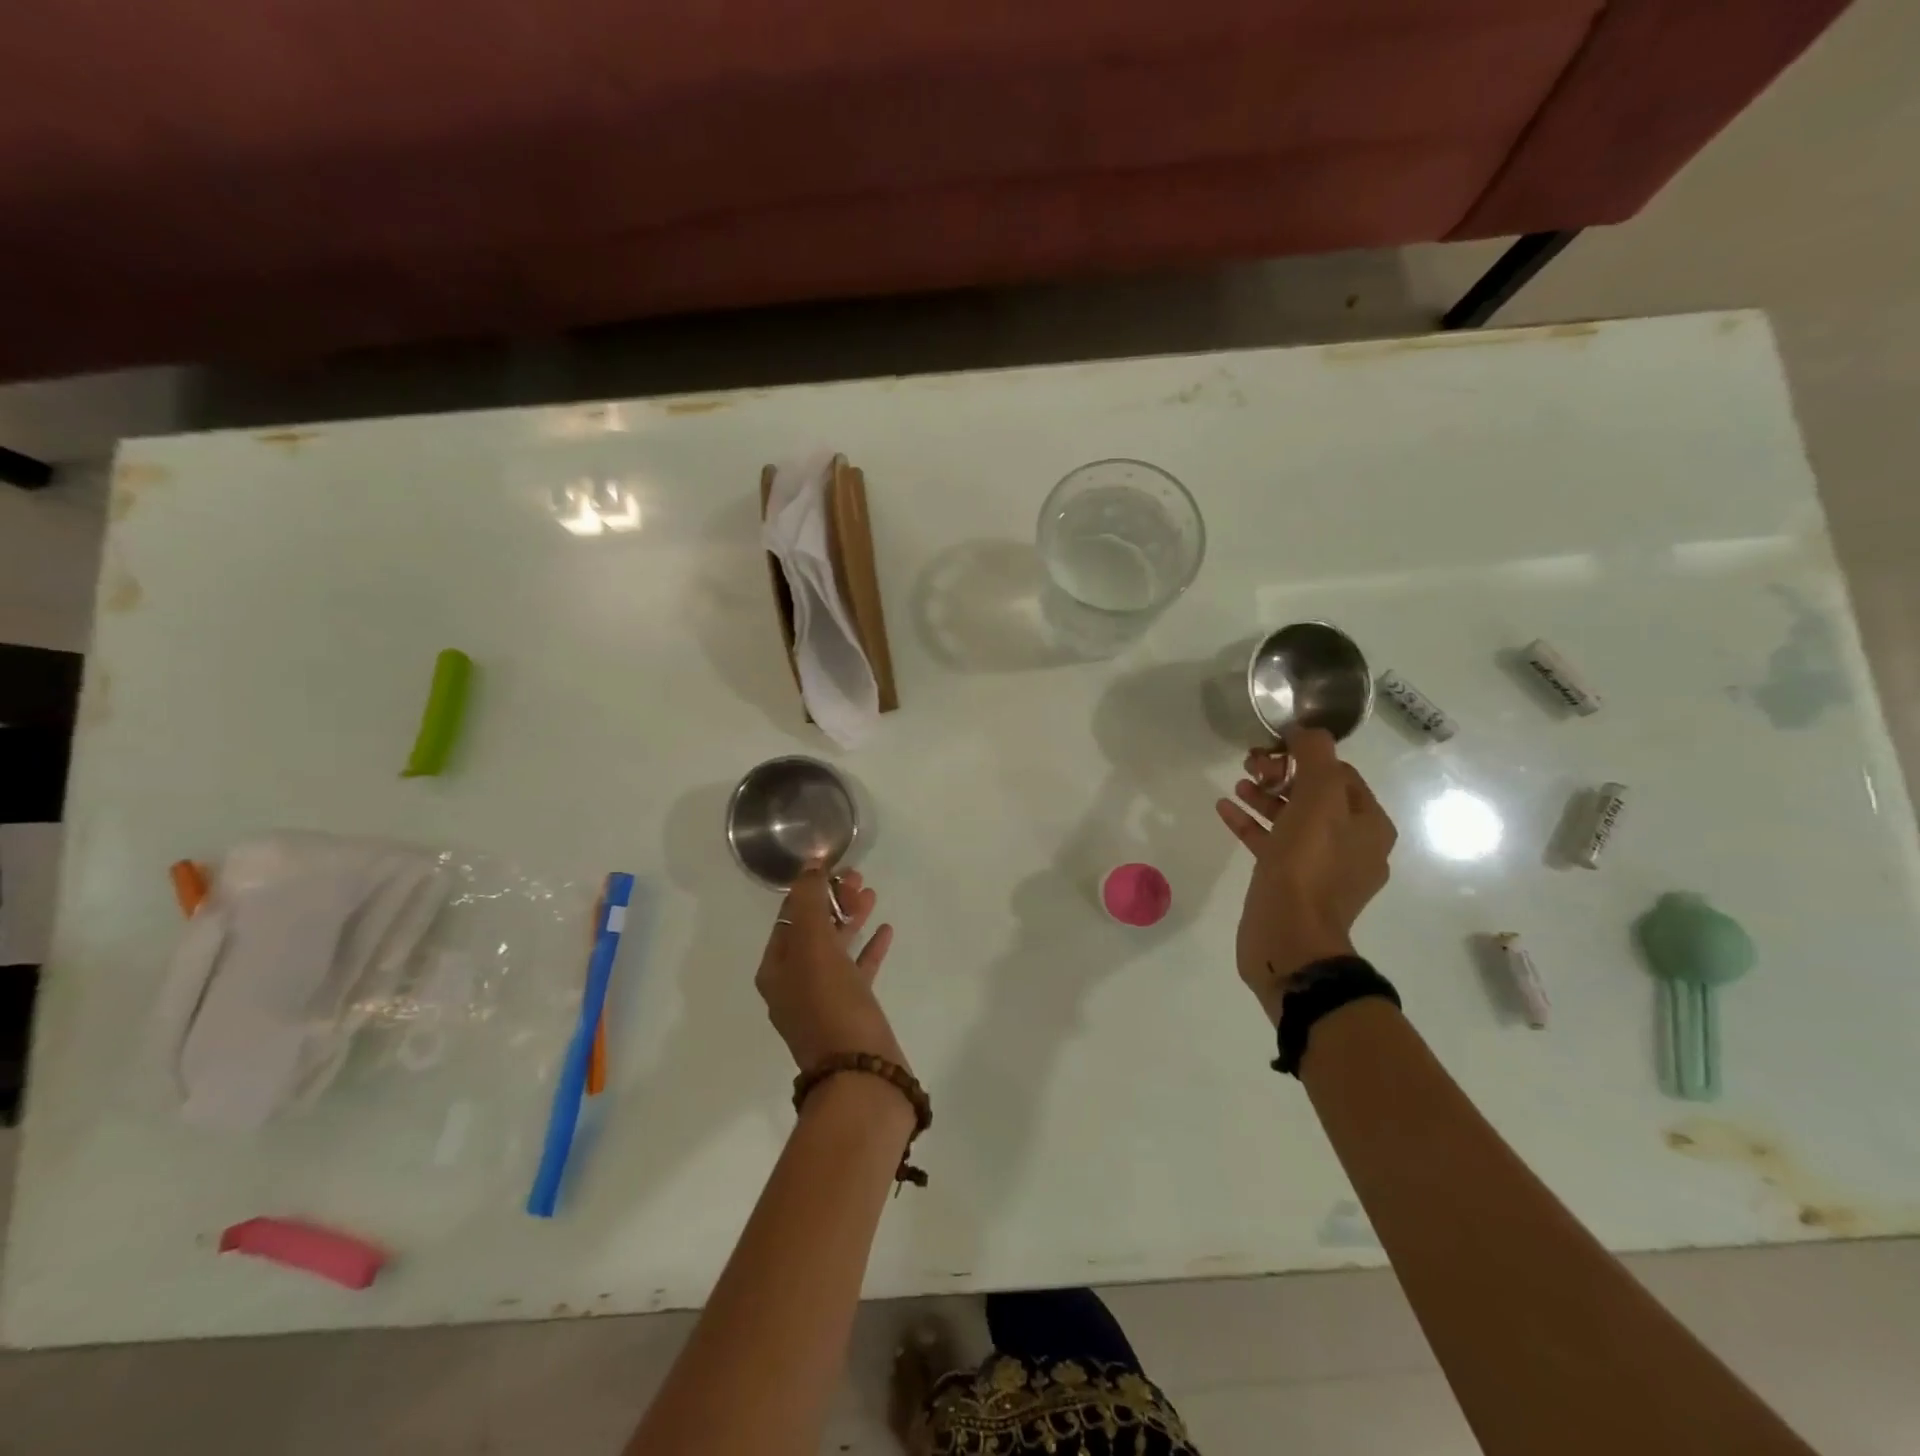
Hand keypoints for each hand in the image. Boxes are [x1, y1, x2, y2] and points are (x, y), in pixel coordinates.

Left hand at [755, 867, 902, 1071]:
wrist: (861, 1075)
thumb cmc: (831, 1006)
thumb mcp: (813, 948)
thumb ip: (808, 904)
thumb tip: (810, 867)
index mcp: (776, 969)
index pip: (789, 915)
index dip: (810, 887)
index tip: (834, 866)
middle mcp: (794, 983)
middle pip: (812, 929)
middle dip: (832, 900)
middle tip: (858, 878)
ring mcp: (823, 1000)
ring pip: (835, 948)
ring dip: (851, 919)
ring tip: (872, 895)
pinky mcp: (852, 1012)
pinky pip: (858, 970)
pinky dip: (868, 948)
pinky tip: (886, 931)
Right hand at [1214, 728, 1396, 1023]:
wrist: (1288, 937)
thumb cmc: (1307, 865)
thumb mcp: (1317, 800)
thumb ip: (1316, 758)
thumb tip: (1307, 732)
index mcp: (1368, 825)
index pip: (1341, 774)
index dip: (1306, 755)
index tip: (1272, 747)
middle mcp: (1351, 845)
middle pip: (1315, 795)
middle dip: (1283, 774)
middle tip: (1250, 764)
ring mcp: (1321, 868)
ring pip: (1292, 819)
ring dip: (1265, 796)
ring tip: (1238, 783)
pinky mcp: (1290, 884)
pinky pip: (1272, 843)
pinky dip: (1251, 824)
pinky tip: (1225, 809)